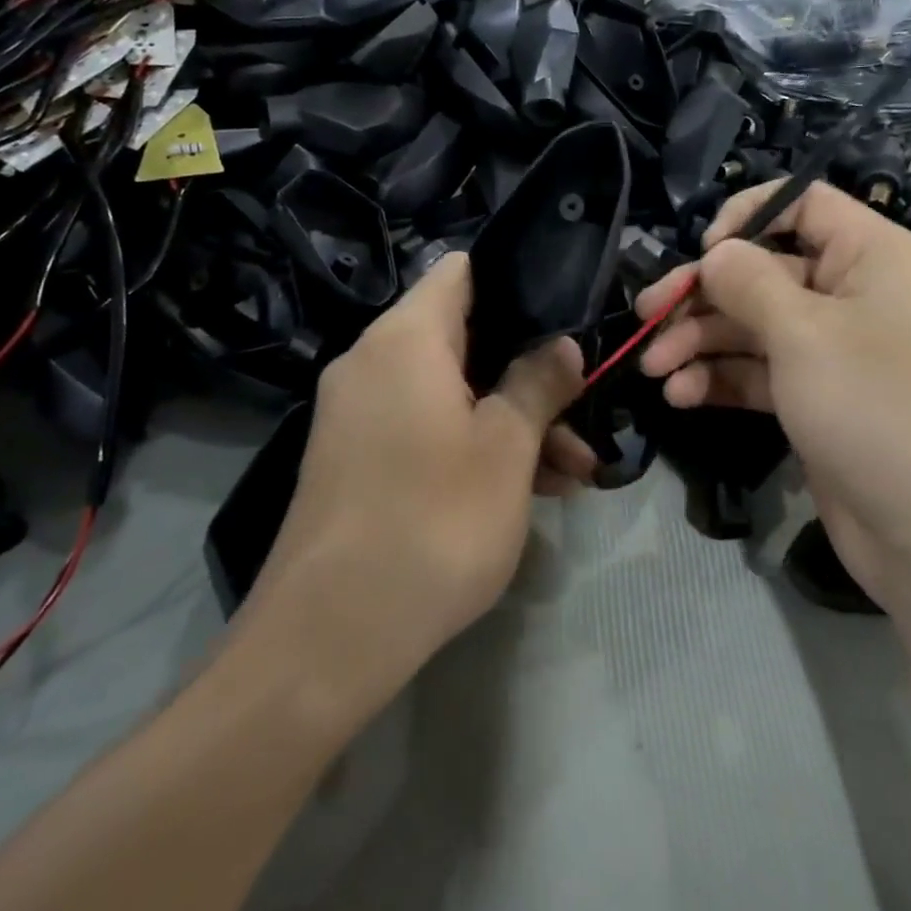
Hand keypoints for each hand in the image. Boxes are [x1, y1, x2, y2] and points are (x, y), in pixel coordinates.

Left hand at [249, 253, 590, 696]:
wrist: (327, 637)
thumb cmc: (433, 522)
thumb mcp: (506, 449)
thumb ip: (538, 383)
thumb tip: (562, 345)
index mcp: (405, 338)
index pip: (461, 272)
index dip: (516, 283)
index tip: (562, 318)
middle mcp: (373, 361)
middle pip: (464, 338)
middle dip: (528, 374)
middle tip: (582, 413)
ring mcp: (358, 413)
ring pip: (450, 392)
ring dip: (510, 420)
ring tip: (574, 473)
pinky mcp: (356, 459)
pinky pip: (425, 428)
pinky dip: (472, 446)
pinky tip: (528, 492)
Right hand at [634, 180, 910, 603]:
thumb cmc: (875, 406)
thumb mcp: (803, 332)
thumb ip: (748, 281)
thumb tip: (715, 253)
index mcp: (871, 256)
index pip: (803, 203)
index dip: (747, 216)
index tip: (704, 251)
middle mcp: (853, 294)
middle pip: (763, 270)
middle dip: (702, 295)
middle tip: (646, 315)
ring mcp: (834, 351)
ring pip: (753, 325)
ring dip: (700, 342)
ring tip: (655, 369)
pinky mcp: (816, 399)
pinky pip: (759, 372)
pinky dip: (720, 378)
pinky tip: (681, 396)